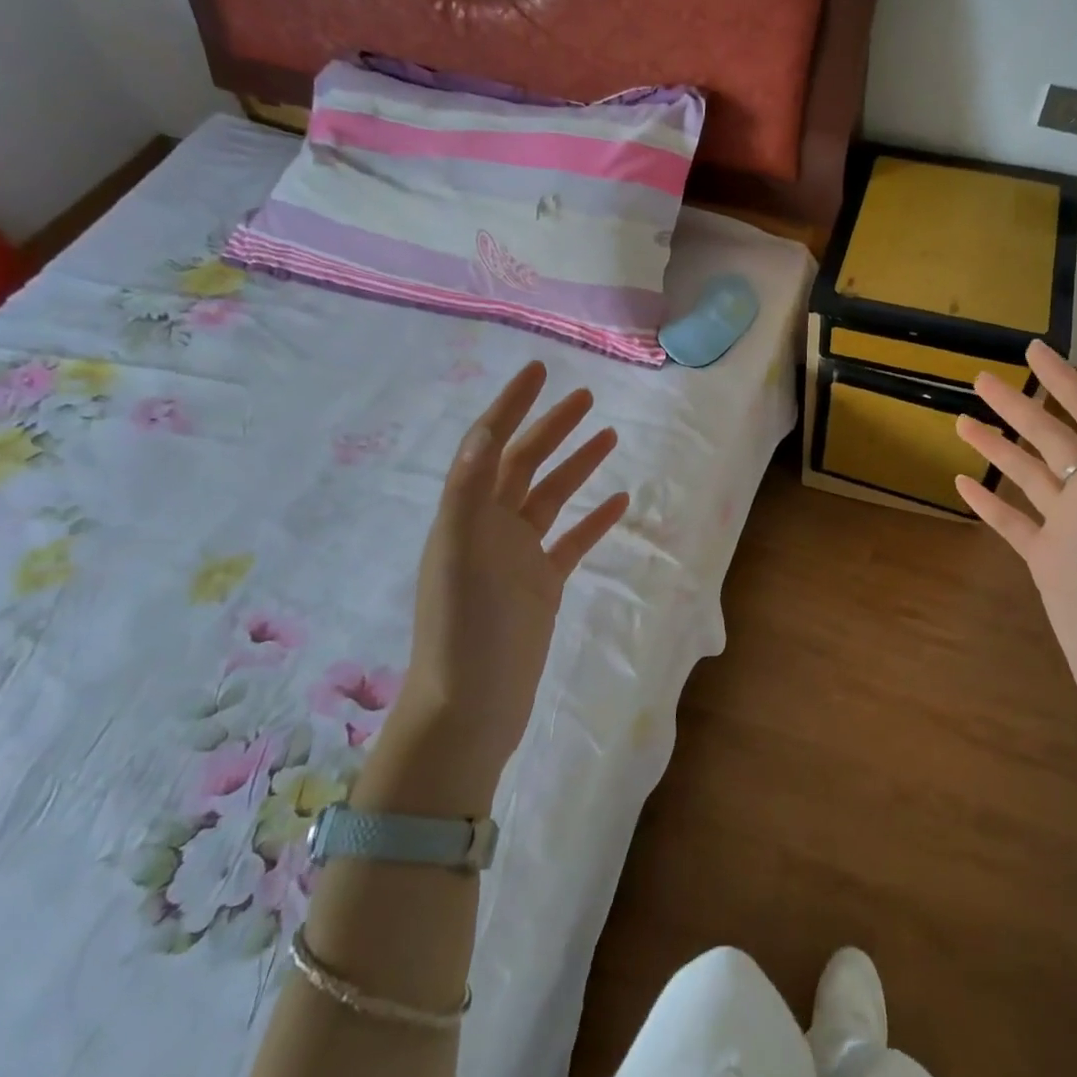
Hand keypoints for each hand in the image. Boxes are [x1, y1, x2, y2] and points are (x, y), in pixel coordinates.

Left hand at [400, 361, 630, 762]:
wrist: (472, 706)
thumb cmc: (463, 628)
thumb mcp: (458, 553)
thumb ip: (468, 492)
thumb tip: (485, 432)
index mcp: (466, 514)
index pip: (489, 446)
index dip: (511, 406)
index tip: (538, 371)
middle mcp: (490, 527)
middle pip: (525, 463)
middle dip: (552, 426)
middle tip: (585, 396)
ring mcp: (519, 556)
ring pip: (552, 497)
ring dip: (577, 464)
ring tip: (608, 435)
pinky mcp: (543, 585)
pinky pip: (573, 541)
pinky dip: (595, 519)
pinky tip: (619, 502)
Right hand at [954, 340, 1076, 730]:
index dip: (1060, 379)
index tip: (1032, 349)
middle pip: (1049, 439)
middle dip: (1018, 406)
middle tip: (981, 379)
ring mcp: (1068, 528)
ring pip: (1026, 475)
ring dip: (997, 448)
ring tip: (962, 421)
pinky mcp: (1046, 559)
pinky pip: (1012, 521)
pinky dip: (988, 501)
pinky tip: (963, 482)